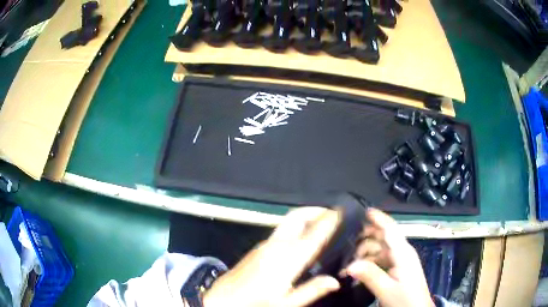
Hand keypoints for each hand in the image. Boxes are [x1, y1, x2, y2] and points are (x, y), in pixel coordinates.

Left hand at [203, 207, 341, 306]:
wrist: (220, 300)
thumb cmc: (253, 303)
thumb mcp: (284, 304)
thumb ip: (311, 291)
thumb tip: (334, 281)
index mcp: (287, 259)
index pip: (313, 234)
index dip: (329, 220)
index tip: (342, 211)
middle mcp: (275, 246)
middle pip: (297, 216)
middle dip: (315, 210)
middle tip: (332, 213)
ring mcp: (263, 245)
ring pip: (288, 222)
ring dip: (306, 218)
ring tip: (322, 224)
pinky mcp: (256, 249)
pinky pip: (280, 232)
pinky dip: (295, 228)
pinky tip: (301, 240)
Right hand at [345, 208, 433, 306]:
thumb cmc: (405, 299)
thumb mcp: (387, 290)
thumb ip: (370, 275)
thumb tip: (350, 265)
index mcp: (403, 253)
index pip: (390, 230)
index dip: (379, 218)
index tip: (365, 210)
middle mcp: (401, 253)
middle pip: (383, 238)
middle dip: (365, 238)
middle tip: (345, 245)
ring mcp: (399, 261)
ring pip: (379, 250)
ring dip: (364, 254)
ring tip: (347, 265)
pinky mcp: (396, 269)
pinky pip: (380, 260)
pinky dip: (368, 263)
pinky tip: (357, 271)